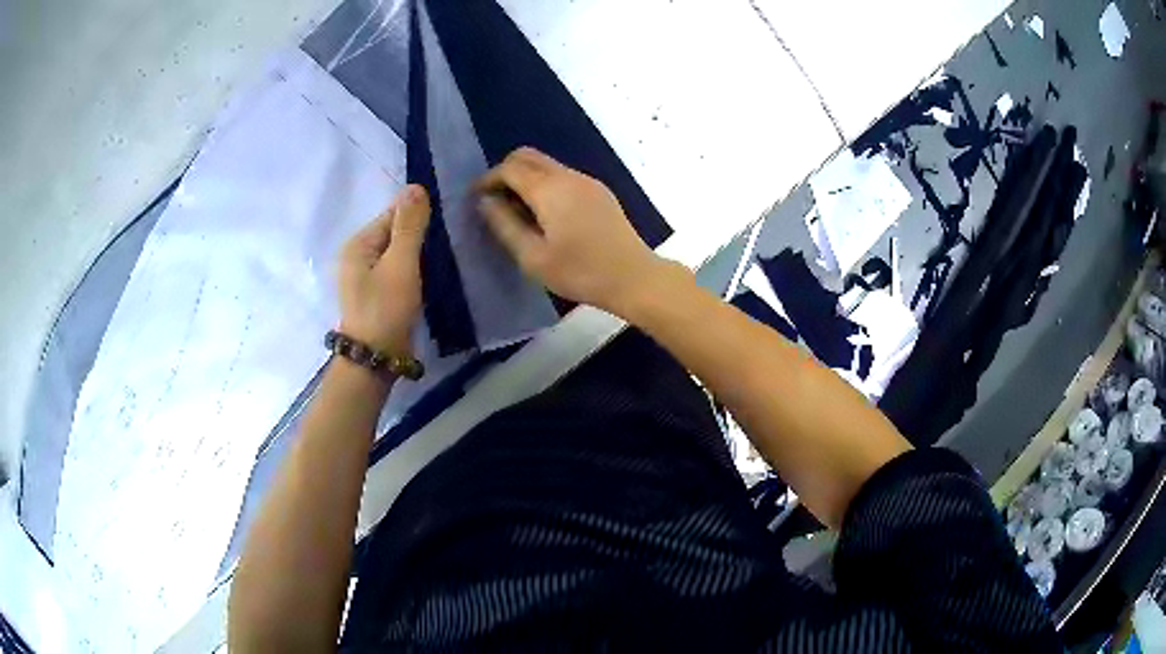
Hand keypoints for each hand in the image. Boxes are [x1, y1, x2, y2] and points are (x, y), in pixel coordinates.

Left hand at [338, 185, 429, 355]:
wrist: (376, 359)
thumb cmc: (386, 309)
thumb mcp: (401, 263)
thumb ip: (409, 226)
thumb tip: (415, 186)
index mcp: (358, 243)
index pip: (392, 215)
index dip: (417, 220)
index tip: (441, 232)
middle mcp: (357, 256)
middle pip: (394, 233)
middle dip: (418, 239)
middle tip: (442, 251)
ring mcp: (364, 277)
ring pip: (397, 254)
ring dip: (417, 257)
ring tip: (438, 266)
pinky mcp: (375, 294)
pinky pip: (396, 271)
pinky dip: (412, 272)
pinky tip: (426, 281)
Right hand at [475, 147, 670, 315]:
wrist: (634, 278)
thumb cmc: (580, 272)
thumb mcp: (533, 257)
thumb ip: (505, 225)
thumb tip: (485, 202)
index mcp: (550, 189)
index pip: (509, 168)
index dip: (488, 180)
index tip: (475, 199)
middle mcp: (569, 176)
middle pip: (528, 156)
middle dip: (505, 172)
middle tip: (495, 201)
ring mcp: (587, 181)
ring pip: (547, 165)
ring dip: (526, 178)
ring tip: (518, 212)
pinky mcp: (600, 192)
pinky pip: (563, 177)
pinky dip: (545, 185)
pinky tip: (545, 215)